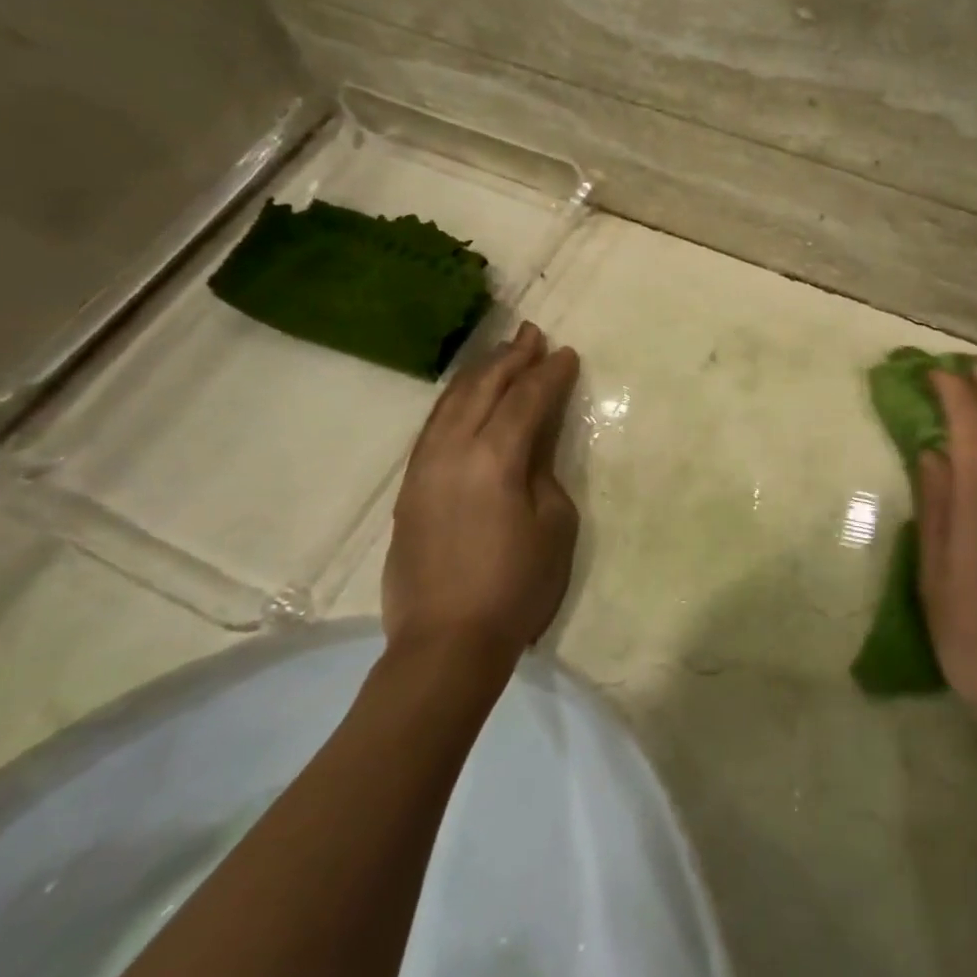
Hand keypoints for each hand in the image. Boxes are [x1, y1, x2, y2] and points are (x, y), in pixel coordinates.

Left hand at [382, 321, 580, 669]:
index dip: (549, 374)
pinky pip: (433, 427)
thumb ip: (543, 471)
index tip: (566, 353)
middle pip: (482, 389)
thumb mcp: (554, 525)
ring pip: (450, 403)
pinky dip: (454, 401)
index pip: (525, 400)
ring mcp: (424, 468)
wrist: (446, 642)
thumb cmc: (517, 586)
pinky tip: (466, 397)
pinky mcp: (410, 488)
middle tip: (532, 334)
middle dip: (510, 358)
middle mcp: (453, 451)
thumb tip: (532, 443)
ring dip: (479, 373)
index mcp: (495, 459)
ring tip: (501, 354)